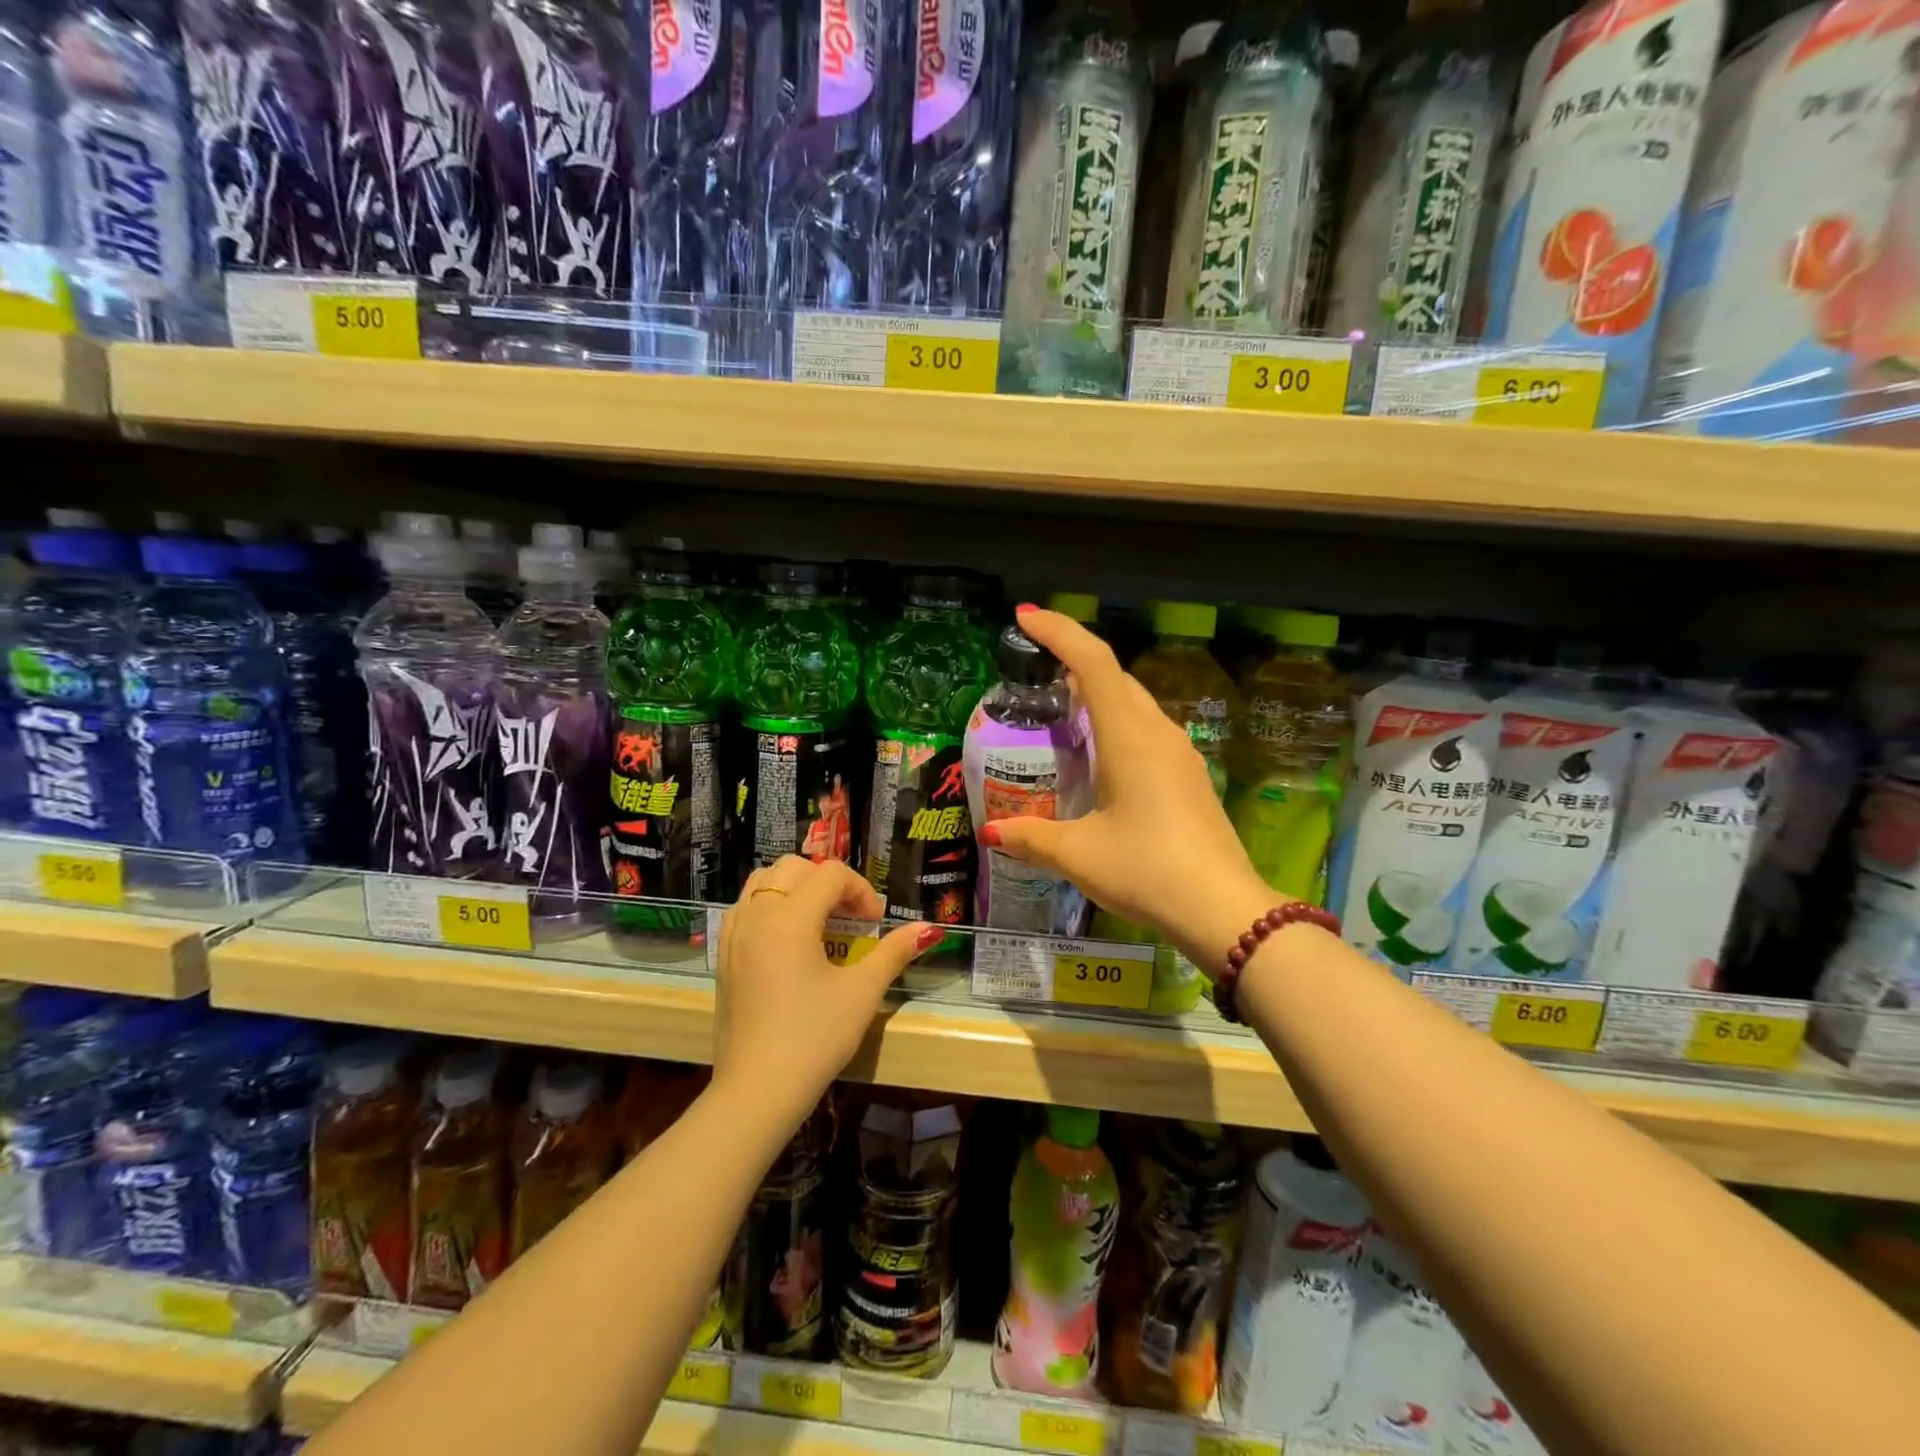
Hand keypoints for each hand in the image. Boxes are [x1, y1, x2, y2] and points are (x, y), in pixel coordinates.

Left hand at [713, 856, 939, 1121]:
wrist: (757, 1091)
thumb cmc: (814, 1038)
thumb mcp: (861, 993)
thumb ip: (893, 953)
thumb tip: (926, 929)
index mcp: (789, 918)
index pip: (831, 875)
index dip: (861, 890)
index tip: (875, 923)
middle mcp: (756, 915)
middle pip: (794, 868)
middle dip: (828, 883)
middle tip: (850, 917)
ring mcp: (733, 935)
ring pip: (763, 882)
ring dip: (796, 889)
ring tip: (820, 922)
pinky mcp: (723, 957)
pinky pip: (745, 908)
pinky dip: (770, 907)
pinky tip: (789, 941)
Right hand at [981, 608, 1275, 970]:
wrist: (1224, 910)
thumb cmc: (1146, 870)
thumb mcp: (1079, 855)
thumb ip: (1031, 838)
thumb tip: (992, 830)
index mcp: (1128, 738)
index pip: (1093, 663)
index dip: (1059, 632)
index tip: (1025, 618)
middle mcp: (1157, 734)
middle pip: (1114, 677)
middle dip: (1074, 660)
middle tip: (1035, 666)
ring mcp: (1179, 754)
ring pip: (1134, 702)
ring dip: (1098, 693)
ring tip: (1061, 707)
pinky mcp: (1189, 777)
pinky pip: (1147, 729)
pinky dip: (1116, 722)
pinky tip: (1100, 753)